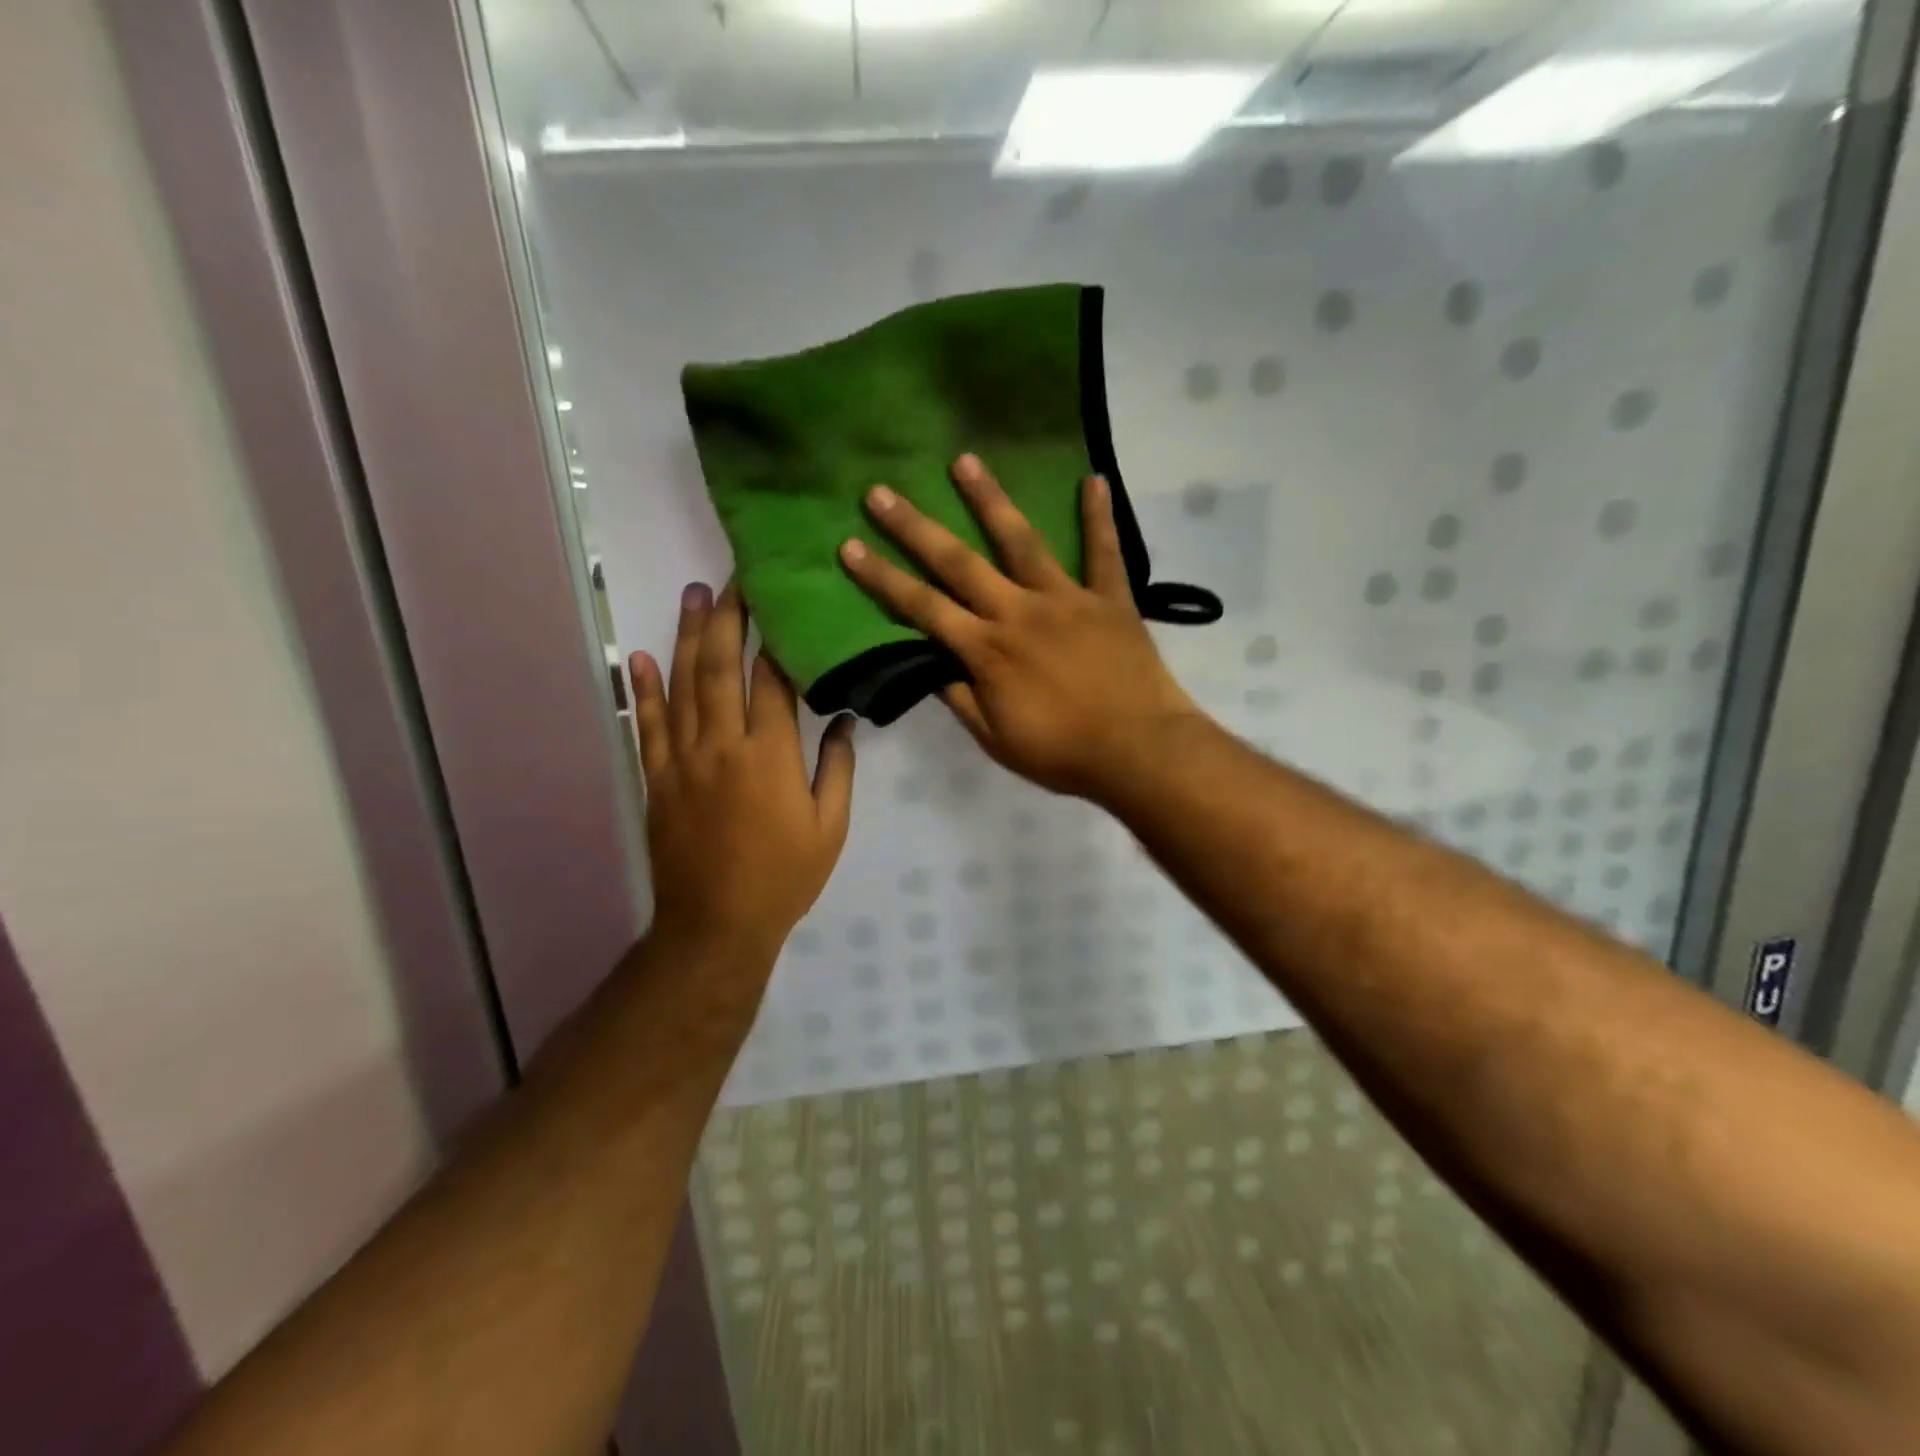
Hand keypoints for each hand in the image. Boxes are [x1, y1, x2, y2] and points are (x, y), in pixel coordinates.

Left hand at [629, 583, 855, 980]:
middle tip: (733, 579)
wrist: (716, 925)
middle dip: (728, 618)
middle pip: (721, 667)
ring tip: (694, 595)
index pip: (771, 680)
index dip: (775, 638)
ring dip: (688, 637)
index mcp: (770, 755)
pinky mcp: (656, 779)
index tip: (779, 603)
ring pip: (682, 685)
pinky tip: (640, 656)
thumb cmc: (784, 878)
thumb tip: (842, 719)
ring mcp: (682, 760)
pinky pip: (646, 725)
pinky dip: (642, 689)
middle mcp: (722, 745)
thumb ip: (837, 768)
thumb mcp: (830, 827)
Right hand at [839, 454, 1199, 801]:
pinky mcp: (1110, 598)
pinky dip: (1098, 516)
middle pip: (958, 562)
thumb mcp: (995, 738)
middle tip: (881, 492)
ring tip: (964, 460)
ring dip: (990, 499)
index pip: (922, 607)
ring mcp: (1066, 599)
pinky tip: (1093, 478)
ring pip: (1022, 540)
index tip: (849, 546)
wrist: (1138, 752)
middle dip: (915, 527)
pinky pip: (1105, 550)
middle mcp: (1018, 611)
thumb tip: (929, 666)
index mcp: (986, 649)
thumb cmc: (1062, 752)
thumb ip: (960, 698)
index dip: (882, 577)